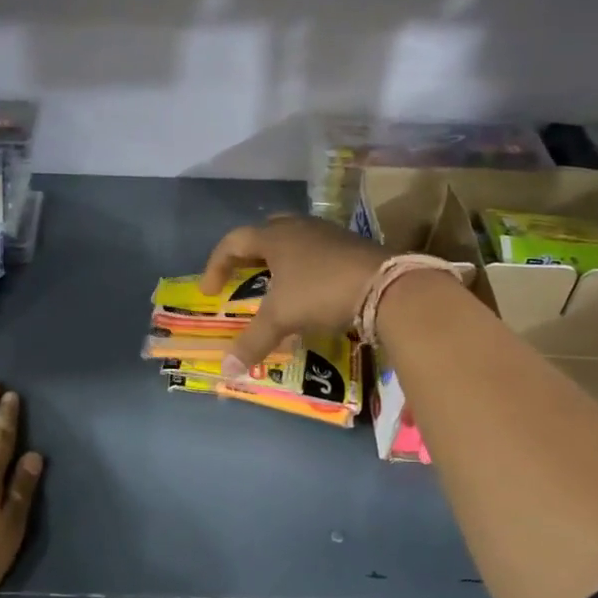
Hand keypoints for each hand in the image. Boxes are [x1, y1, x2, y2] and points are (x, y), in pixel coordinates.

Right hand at [202, 216, 392, 370]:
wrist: (387, 287)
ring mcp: (328, 234)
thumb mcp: (281, 318)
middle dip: (248, 255)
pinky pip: (316, 252)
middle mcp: (299, 228)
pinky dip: (303, 268)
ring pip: (294, 241)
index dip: (216, 265)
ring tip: (274, 286)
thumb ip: (252, 341)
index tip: (210, 292)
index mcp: (275, 237)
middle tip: (241, 277)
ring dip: (278, 261)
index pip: (233, 241)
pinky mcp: (351, 247)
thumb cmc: (321, 292)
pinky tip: (308, 290)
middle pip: (264, 233)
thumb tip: (226, 370)